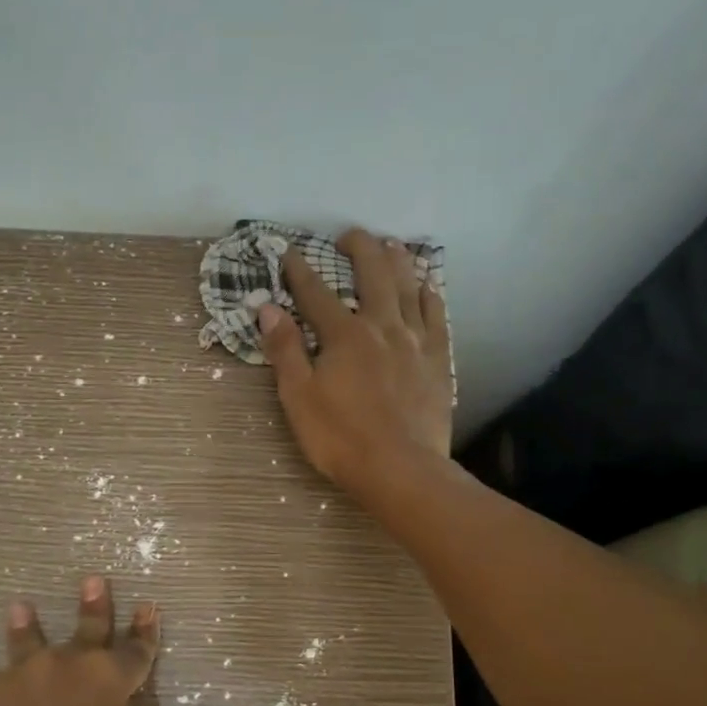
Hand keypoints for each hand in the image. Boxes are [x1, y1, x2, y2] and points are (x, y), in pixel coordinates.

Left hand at [0, 577, 158, 705]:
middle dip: (92, 604)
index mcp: (108, 683)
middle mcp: (64, 669)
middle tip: (91, 580)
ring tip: (18, 609)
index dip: (145, 631)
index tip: (149, 608)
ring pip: (21, 645)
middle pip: (86, 628)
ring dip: (22, 629)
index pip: (136, 651)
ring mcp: (16, 683)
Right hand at [258, 228, 453, 497]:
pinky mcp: (438, 361)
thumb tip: (268, 308)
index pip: (316, 294)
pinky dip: (430, 297)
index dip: (300, 271)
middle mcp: (382, 327)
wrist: (401, 469)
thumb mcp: (299, 398)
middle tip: (350, 236)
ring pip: (409, 289)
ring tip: (392, 246)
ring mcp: (415, 342)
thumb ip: (285, 350)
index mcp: (344, 336)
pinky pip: (436, 318)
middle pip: (373, 275)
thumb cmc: (341, 438)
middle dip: (360, 249)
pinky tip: (427, 288)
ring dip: (399, 262)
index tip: (289, 252)